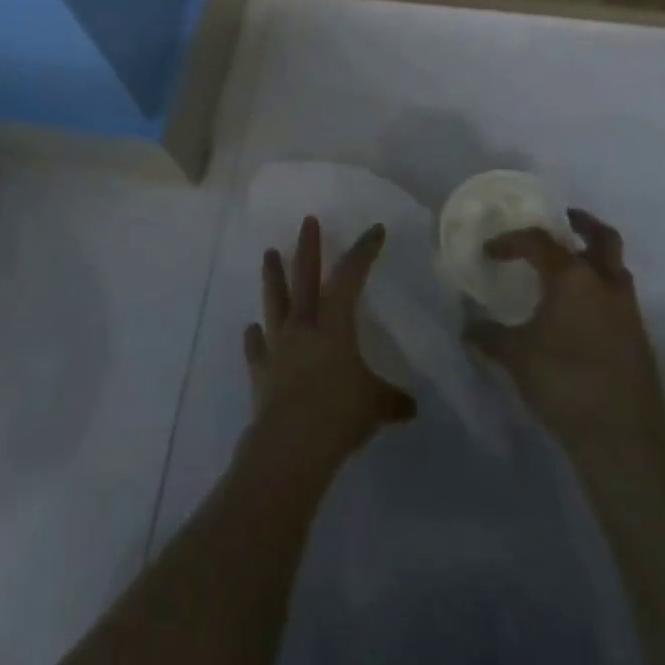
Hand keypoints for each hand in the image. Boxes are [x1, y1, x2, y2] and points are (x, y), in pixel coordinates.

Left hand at [244, 216, 416, 465]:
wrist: (291, 443)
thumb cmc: (339, 414)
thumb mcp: (376, 405)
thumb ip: (393, 400)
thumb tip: (412, 406)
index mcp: (334, 325)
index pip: (350, 277)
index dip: (363, 252)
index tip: (373, 230)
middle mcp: (303, 326)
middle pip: (305, 277)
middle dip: (308, 247)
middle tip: (307, 220)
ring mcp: (278, 346)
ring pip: (275, 301)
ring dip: (273, 276)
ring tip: (269, 253)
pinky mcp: (260, 370)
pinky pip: (257, 348)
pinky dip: (255, 338)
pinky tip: (252, 329)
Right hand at [465, 209, 664, 454]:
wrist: (624, 440)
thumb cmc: (563, 383)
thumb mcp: (514, 356)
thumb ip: (488, 334)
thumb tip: (467, 324)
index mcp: (573, 278)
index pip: (539, 241)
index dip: (510, 241)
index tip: (490, 252)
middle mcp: (606, 285)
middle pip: (602, 237)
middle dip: (581, 224)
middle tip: (561, 220)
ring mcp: (628, 312)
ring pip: (615, 268)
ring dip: (594, 258)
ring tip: (567, 267)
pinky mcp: (639, 339)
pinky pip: (619, 298)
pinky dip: (600, 290)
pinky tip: (578, 312)